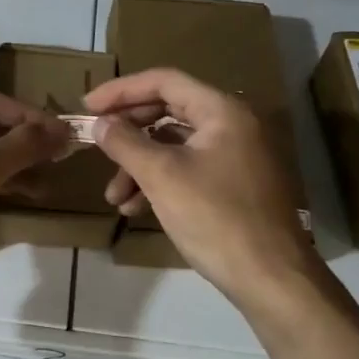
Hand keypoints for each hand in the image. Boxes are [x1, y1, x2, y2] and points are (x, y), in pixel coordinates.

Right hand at [85, 68, 314, 308]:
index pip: (164, 81)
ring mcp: (237, 156)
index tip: (88, 107)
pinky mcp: (235, 185)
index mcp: (222, 111)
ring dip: (139, 166)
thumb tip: (101, 124)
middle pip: (168, 111)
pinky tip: (135, 209)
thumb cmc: (215, 218)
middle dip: (129, 134)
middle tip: (97, 146)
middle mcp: (233, 125)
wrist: (271, 278)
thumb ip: (126, 143)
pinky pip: (189, 169)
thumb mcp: (162, 176)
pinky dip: (160, 182)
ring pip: (175, 146)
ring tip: (114, 198)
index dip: (122, 90)